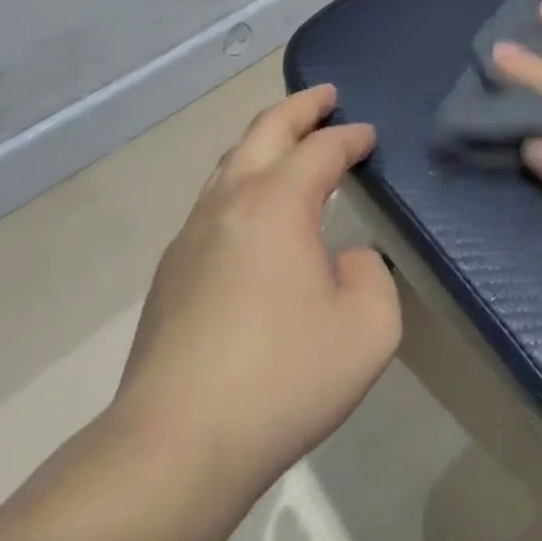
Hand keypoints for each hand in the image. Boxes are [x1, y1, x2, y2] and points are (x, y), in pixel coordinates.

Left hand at [111, 87, 400, 510]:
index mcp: (276, 203)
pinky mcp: (171, 271)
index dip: (349, 137)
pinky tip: (256, 210)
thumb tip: (344, 260)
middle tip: (326, 96)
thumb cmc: (283, 378)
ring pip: (230, 162)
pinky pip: (214, 201)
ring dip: (265, 141)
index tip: (368, 136)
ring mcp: (191, 235)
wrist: (176, 443)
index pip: (321, 150)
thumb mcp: (368, 328)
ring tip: (290, 140)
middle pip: (264, 131)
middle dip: (299, 108)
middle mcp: (229, 203)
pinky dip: (244, 180)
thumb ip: (371, 276)